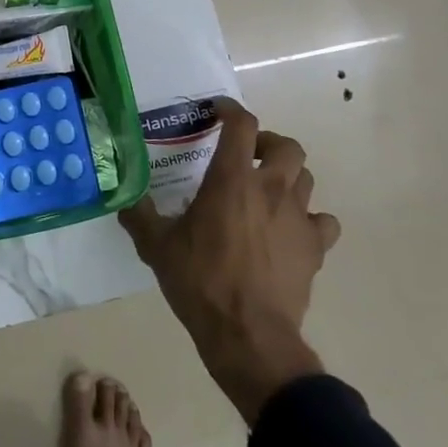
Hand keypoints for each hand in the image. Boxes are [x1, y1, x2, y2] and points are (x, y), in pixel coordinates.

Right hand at [120, 97, 340, 424]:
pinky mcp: (315, 249)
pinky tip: (292, 231)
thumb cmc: (201, 282)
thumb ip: (140, 216)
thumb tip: (123, 198)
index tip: (217, 111)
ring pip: (306, 178)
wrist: (248, 336)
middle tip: (247, 156)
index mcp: (232, 180)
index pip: (241, 124)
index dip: (230, 110)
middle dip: (267, 144)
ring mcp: (298, 218)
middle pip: (287, 145)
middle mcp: (271, 189)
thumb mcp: (157, 247)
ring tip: (267, 192)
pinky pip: (323, 221)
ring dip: (288, 177)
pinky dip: (311, 219)